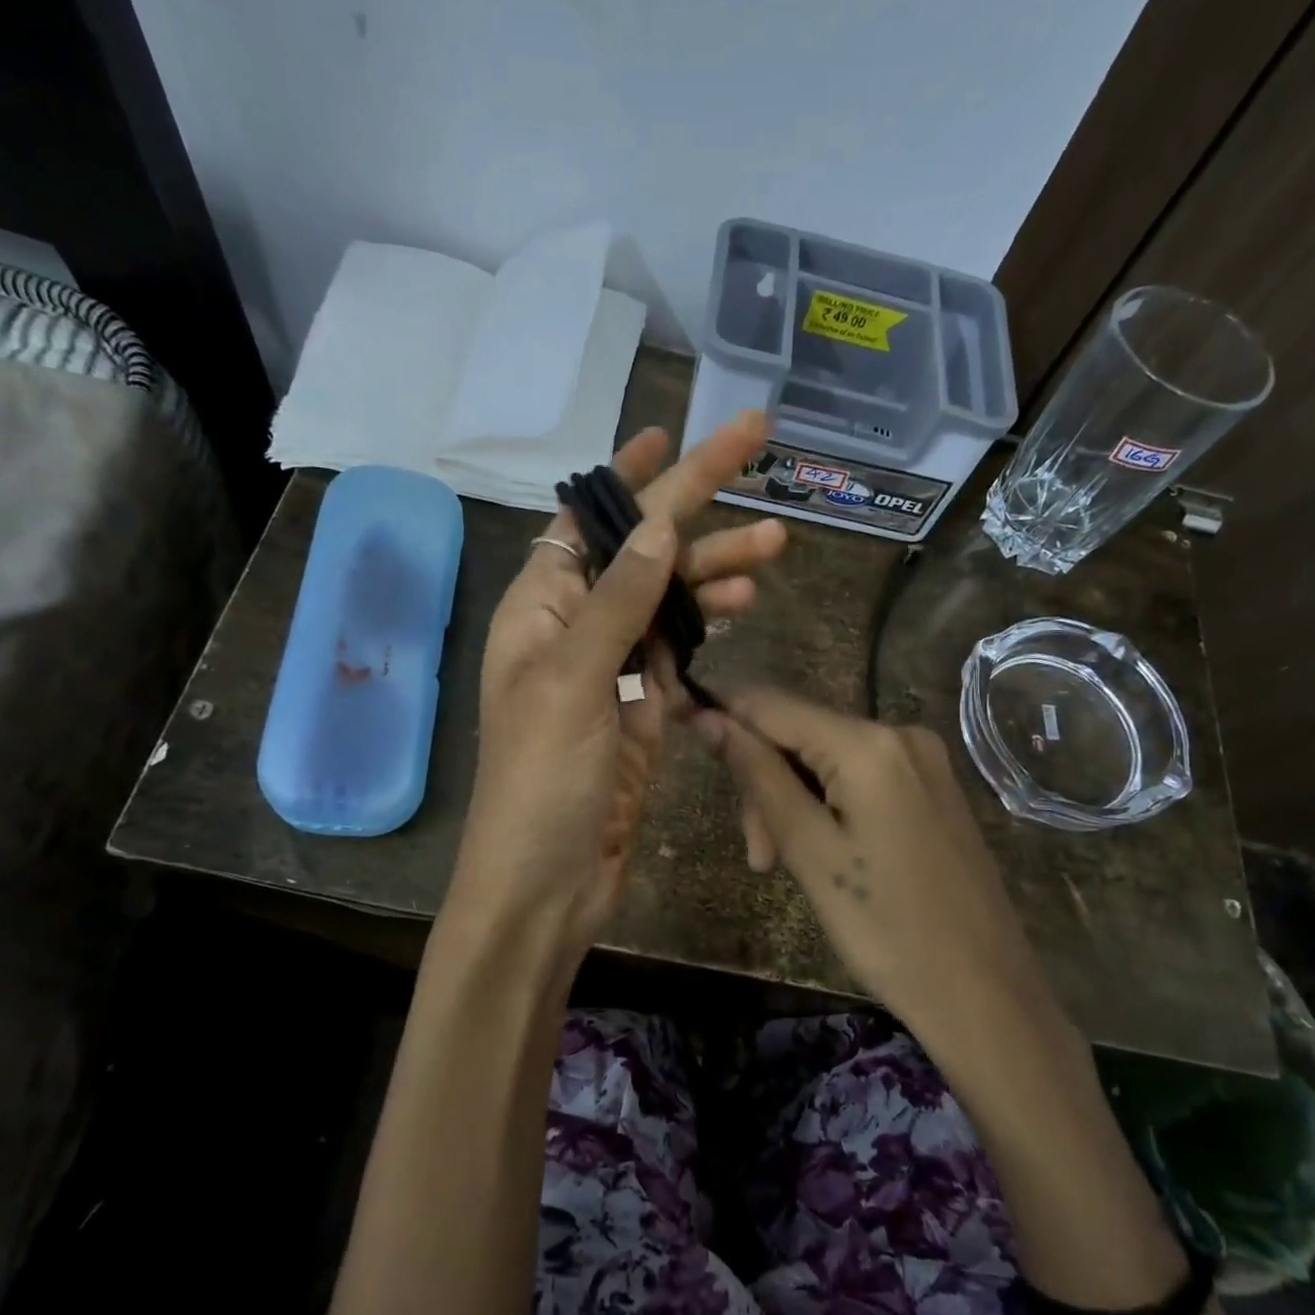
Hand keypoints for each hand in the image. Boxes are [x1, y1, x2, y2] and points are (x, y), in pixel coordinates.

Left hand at [447, 412, 785, 980]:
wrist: (548, 881)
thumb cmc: (542, 781)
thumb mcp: (571, 682)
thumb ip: (617, 603)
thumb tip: (658, 528)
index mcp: (540, 607)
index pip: (588, 521)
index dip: (630, 477)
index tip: (671, 433)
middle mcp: (573, 627)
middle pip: (641, 552)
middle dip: (698, 508)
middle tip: (759, 455)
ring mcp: (610, 669)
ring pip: (668, 600)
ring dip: (715, 570)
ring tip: (774, 548)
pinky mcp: (640, 708)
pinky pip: (677, 649)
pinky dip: (708, 625)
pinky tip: (744, 603)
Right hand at [693, 688, 1054, 1035]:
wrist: (984, 992)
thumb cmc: (886, 929)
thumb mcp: (808, 850)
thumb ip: (757, 775)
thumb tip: (709, 717)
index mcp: (868, 743)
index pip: (770, 704)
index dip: (722, 716)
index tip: (685, 738)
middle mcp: (900, 732)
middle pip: (800, 734)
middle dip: (765, 783)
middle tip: (758, 856)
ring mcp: (923, 759)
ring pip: (827, 758)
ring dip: (793, 801)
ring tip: (783, 865)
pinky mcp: (933, 786)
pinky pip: (860, 776)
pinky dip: (829, 805)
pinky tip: (826, 851)